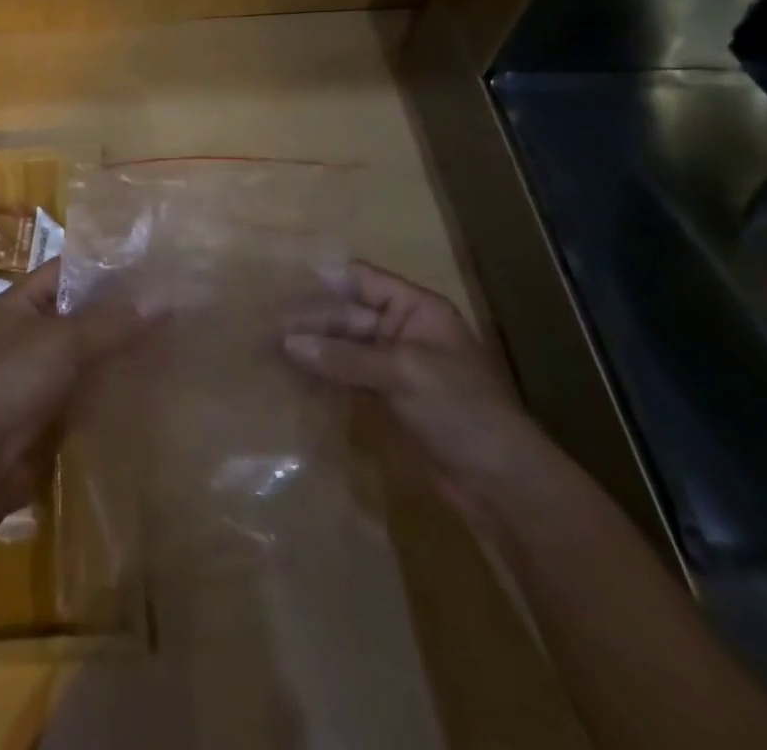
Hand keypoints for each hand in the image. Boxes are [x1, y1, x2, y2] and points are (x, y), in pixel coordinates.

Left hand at [0, 258, 155, 498]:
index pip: (68, 269)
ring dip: (121, 347)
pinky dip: (115, 383)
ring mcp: (43, 371)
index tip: (148, 264)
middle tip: (170, 301)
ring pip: (90, 350)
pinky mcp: (54, 408)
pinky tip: (152, 379)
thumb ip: (111, 322)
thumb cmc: (13, 381)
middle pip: (82, 311)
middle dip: (121, 309)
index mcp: (22, 302)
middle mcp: (32, 331)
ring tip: (172, 336)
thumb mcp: (63, 341)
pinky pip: (90, 386)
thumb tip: (162, 303)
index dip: (104, 265)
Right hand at [281, 260, 551, 524]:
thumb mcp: (404, 373)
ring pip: (342, 348)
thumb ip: (344, 355)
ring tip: (266, 351)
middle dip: (308, 320)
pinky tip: (291, 379)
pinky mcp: (386, 400)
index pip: (361, 280)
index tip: (279, 281)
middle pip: (345, 315)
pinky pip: (345, 378)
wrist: (504, 486)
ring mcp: (393, 367)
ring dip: (309, 350)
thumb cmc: (462, 411)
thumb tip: (287, 341)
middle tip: (262, 327)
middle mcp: (401, 330)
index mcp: (415, 309)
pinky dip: (320, 377)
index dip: (322, 279)